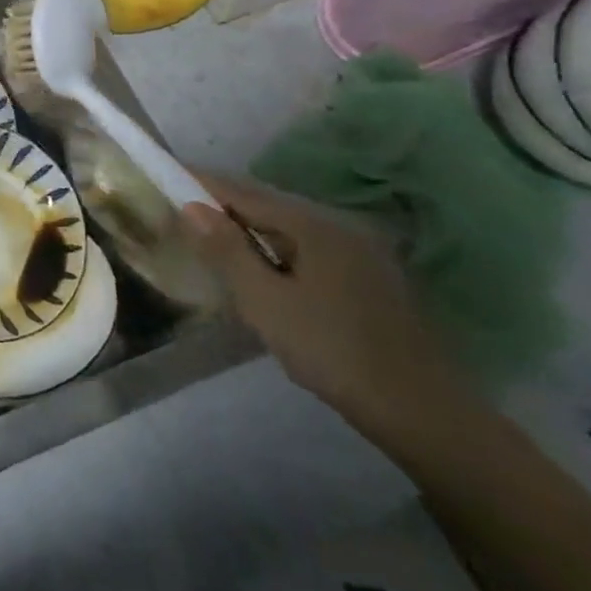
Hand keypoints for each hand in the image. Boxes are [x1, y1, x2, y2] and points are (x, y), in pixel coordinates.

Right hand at [182, 171, 473, 441]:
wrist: (424, 413)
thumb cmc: (334, 351)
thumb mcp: (266, 303)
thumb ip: (227, 251)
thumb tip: (192, 206)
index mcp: (312, 225)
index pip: (243, 192)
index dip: (202, 184)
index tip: (166, 177)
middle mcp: (338, 226)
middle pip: (267, 206)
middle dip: (223, 206)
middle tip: (182, 214)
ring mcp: (359, 252)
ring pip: (289, 229)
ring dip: (249, 231)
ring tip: (214, 244)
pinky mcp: (369, 278)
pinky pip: (308, 249)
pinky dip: (276, 251)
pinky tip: (264, 274)